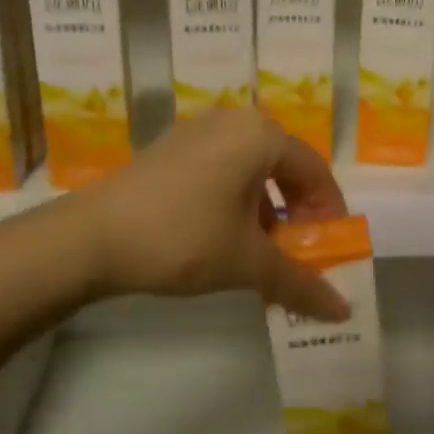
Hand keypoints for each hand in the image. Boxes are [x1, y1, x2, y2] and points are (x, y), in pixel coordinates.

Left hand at [78, 108, 351, 320]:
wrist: (89, 237)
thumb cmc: (182, 238)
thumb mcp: (247, 262)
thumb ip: (301, 282)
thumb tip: (344, 312)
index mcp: (261, 135)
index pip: (316, 172)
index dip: (330, 214)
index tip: (332, 250)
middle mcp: (234, 121)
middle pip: (285, 168)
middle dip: (298, 214)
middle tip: (299, 253)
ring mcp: (199, 131)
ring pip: (253, 170)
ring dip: (268, 211)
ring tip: (263, 252)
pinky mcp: (173, 148)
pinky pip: (223, 169)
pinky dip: (237, 201)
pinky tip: (226, 237)